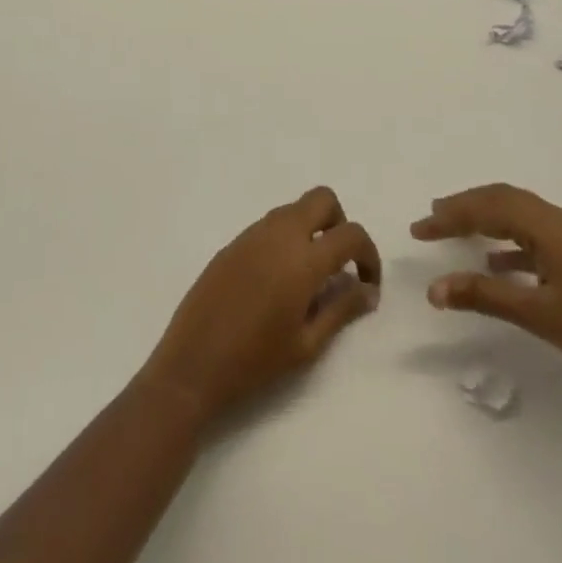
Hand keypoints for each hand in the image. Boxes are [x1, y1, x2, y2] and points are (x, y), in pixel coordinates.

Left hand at [140, 186, 380, 423]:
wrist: (193, 363)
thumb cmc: (255, 361)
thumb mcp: (307, 344)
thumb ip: (341, 309)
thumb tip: (368, 291)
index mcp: (303, 259)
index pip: (351, 233)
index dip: (369, 254)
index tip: (367, 283)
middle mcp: (279, 233)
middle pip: (322, 199)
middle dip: (340, 224)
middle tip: (338, 265)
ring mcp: (253, 233)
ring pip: (294, 208)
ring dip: (312, 229)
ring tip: (309, 277)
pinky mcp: (233, 242)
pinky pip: (270, 225)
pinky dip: (286, 238)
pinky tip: (278, 279)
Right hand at [412, 183, 561, 391]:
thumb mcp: (538, 314)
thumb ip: (484, 297)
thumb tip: (435, 288)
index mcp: (546, 225)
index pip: (486, 208)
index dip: (450, 216)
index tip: (419, 228)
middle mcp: (559, 219)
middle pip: (502, 199)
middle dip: (464, 207)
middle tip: (432, 219)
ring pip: (519, 213)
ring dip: (486, 218)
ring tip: (457, 230)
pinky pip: (536, 232)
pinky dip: (510, 240)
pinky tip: (499, 265)